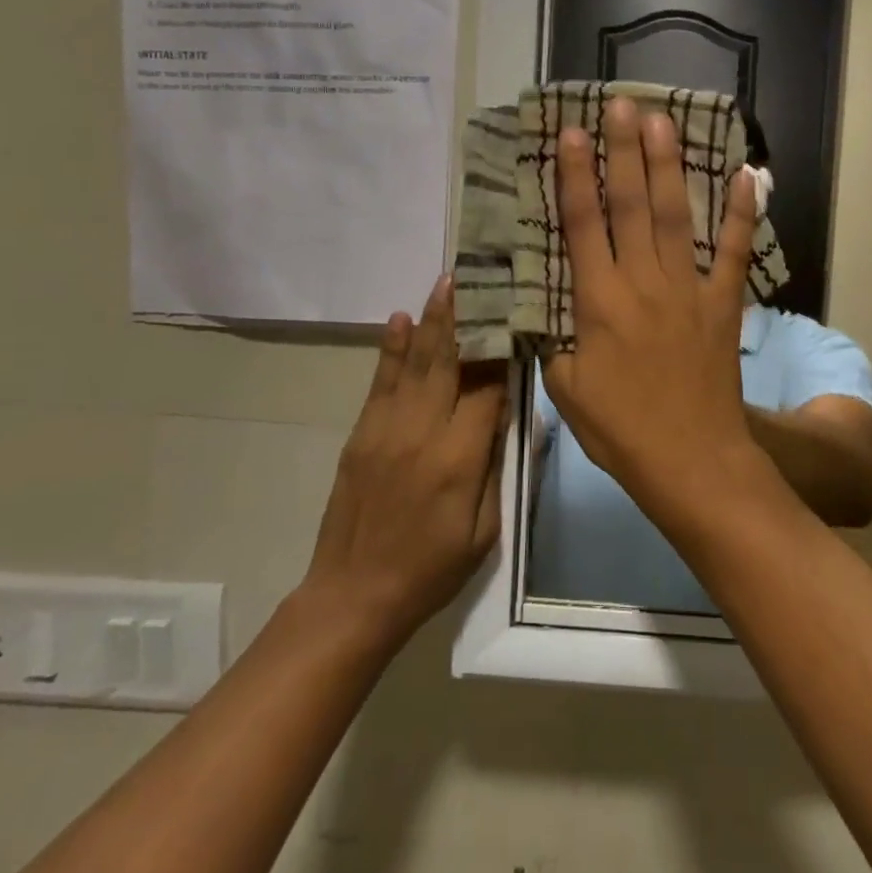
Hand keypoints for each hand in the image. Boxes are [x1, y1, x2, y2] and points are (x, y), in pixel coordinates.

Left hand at [301, 276, 506, 652]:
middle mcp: (422, 432)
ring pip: (414, 363)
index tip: (518, 320)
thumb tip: (506, 416)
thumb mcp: (484, 531)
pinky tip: (399, 320)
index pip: (488, 390)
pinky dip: (391, 349)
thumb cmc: (431, 570)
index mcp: (458, 459)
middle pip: (449, 362)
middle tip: (476, 276)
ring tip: (445, 283)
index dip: (504, 355)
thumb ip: (495, 469)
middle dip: (465, 318)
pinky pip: (380, 382)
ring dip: (431, 321)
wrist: (353, 595)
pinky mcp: (360, 434)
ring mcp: (385, 429)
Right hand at [541, 99, 760, 517]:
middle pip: (630, 205)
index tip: (569, 134)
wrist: (690, 460)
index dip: (574, 177)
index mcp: (599, 302)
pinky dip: (741, 214)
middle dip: (622, 151)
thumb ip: (555, 342)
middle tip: (619, 104)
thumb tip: (548, 313)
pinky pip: (732, 253)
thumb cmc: (621, 430)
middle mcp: (643, 283)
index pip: (582, 226)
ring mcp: (689, 290)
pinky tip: (747, 176)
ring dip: (668, 166)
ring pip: (675, 217)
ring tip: (661, 120)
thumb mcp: (566, 389)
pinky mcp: (723, 305)